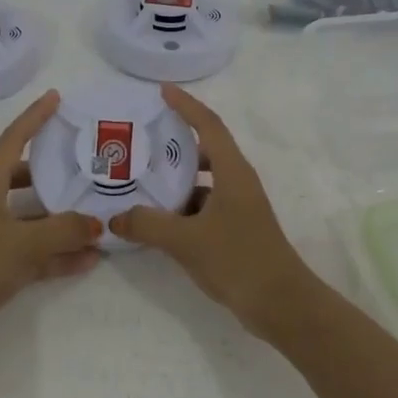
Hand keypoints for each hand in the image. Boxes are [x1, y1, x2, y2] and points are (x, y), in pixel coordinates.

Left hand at [0, 89, 102, 349]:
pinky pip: (37, 250)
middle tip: (88, 161)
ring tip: (99, 212)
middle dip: (55, 170)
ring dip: (64, 218)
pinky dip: (60, 253)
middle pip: (26, 177)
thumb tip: (98, 224)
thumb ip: (64, 230)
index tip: (56, 97)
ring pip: (35, 216)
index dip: (34, 117)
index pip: (13, 140)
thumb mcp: (22, 243)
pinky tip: (90, 258)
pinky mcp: (0, 264)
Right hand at [111, 84, 317, 340]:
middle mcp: (238, 182)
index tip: (163, 92)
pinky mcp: (236, 229)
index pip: (209, 125)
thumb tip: (115, 218)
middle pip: (206, 150)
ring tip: (142, 181)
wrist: (282, 305)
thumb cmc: (238, 260)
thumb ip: (147, 225)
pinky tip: (158, 219)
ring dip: (177, 179)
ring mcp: (239, 207)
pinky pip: (204, 205)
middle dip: (175, 143)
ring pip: (204, 181)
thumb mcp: (186, 240)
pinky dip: (182, 206)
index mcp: (233, 172)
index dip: (186, 105)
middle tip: (142, 142)